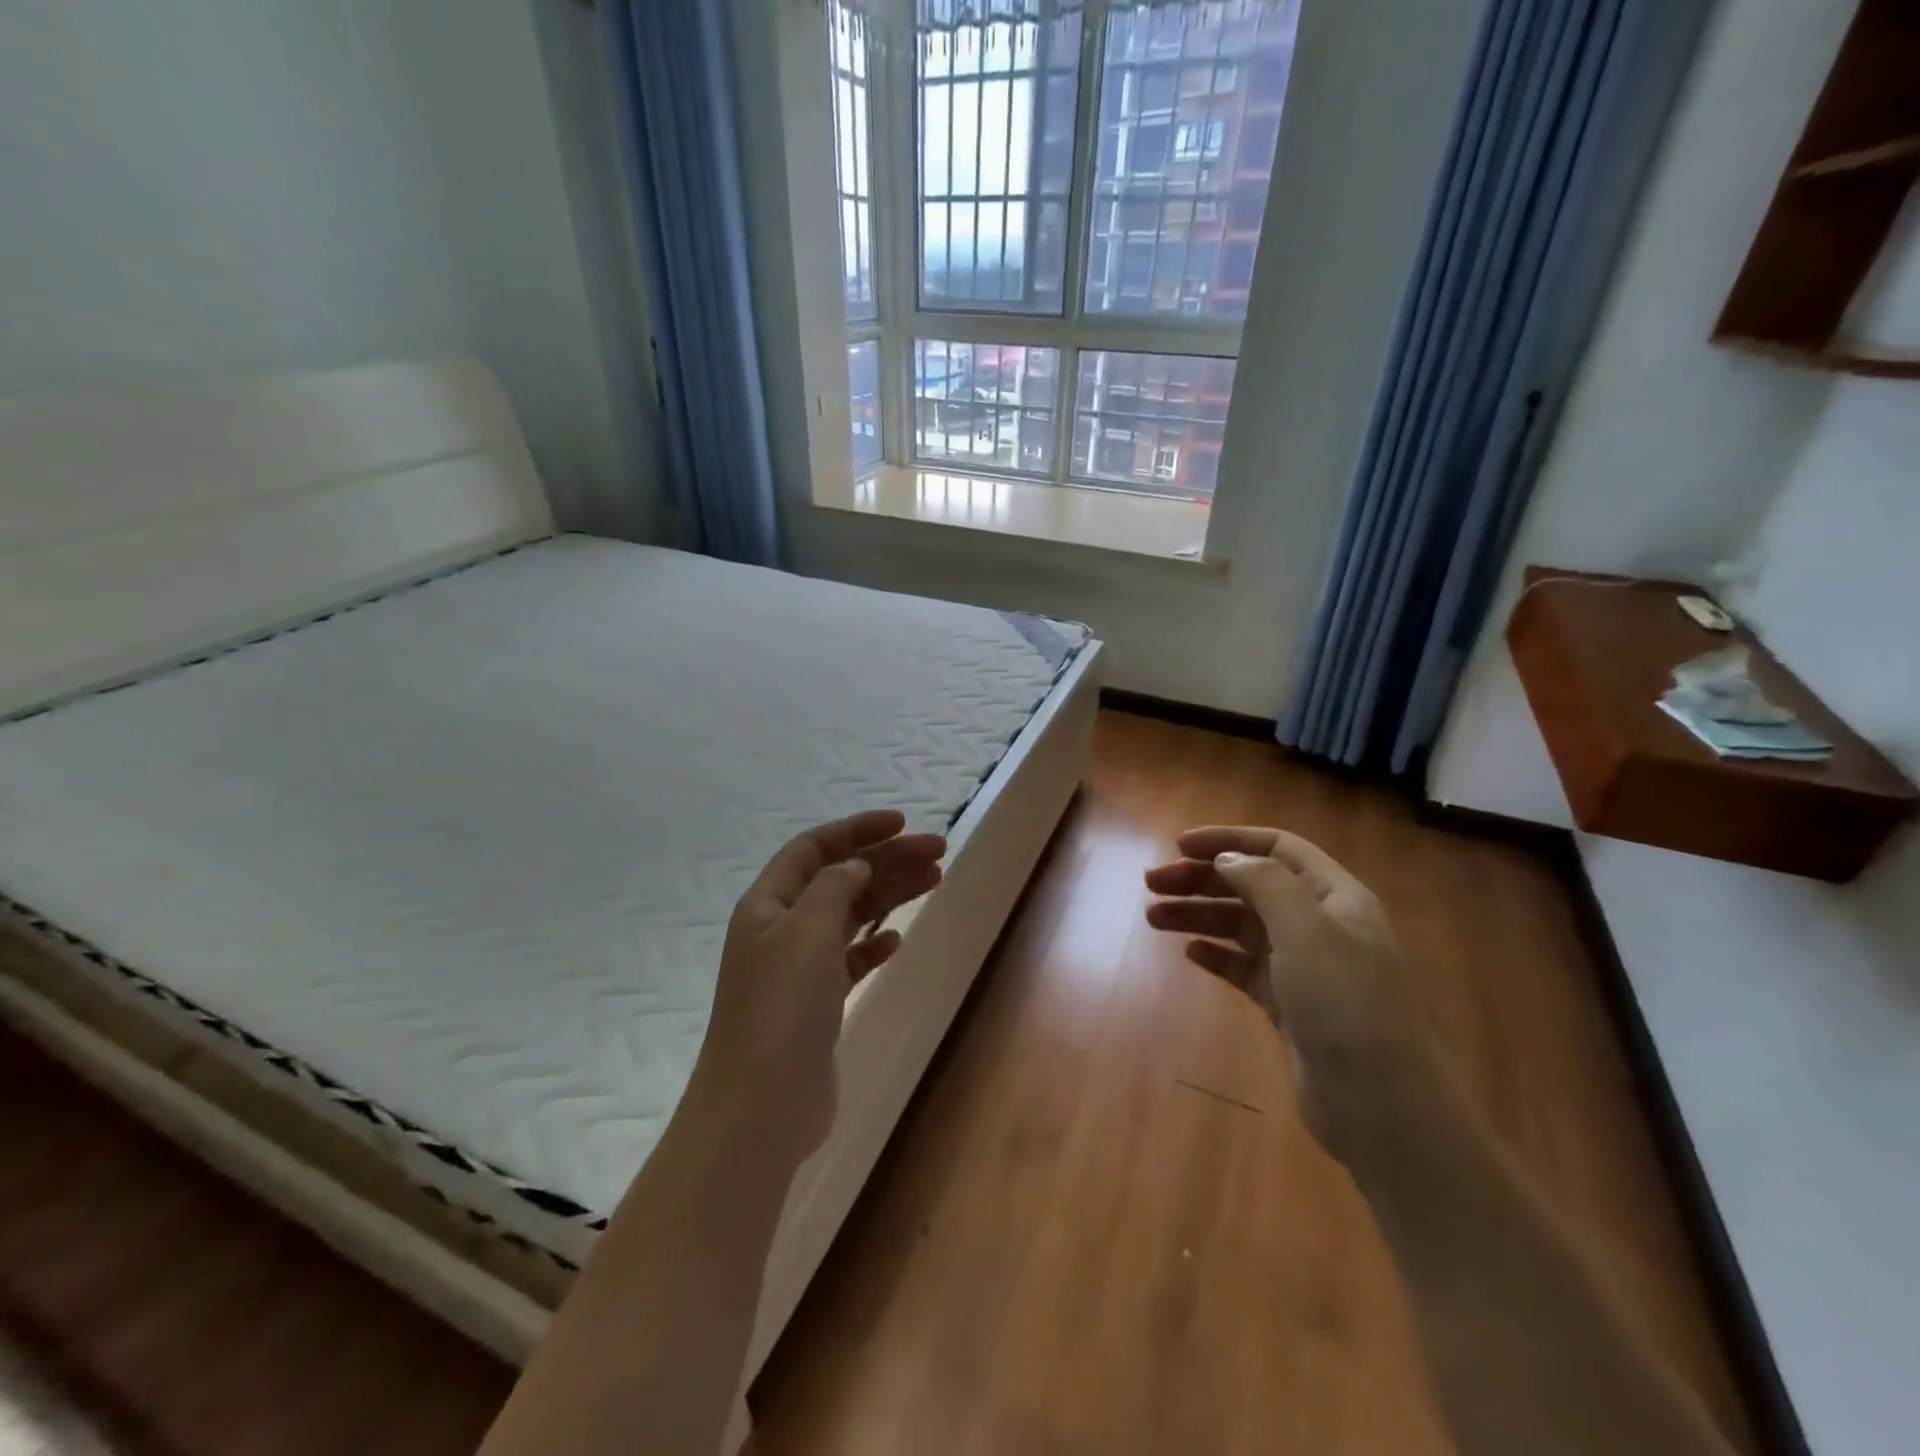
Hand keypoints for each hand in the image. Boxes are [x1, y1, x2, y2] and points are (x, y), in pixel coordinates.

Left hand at [689, 810, 944, 1161]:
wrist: (761, 1105)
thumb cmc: (782, 1007)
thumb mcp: (807, 930)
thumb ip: (834, 887)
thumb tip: (854, 865)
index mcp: (768, 903)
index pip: (814, 848)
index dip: (857, 830)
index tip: (902, 823)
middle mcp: (781, 928)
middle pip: (839, 878)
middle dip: (887, 860)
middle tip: (938, 852)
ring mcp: (798, 967)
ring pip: (850, 916)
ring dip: (889, 895)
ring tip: (934, 880)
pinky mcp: (816, 1003)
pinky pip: (850, 959)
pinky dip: (874, 943)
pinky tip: (897, 939)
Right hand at [1144, 827, 1422, 1149]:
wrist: (1382, 1106)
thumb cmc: (1345, 1003)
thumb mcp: (1307, 929)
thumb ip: (1265, 883)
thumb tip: (1228, 859)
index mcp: (1334, 897)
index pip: (1277, 847)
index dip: (1229, 840)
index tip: (1179, 845)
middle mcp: (1320, 924)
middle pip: (1252, 885)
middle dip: (1202, 879)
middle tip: (1151, 884)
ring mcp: (1305, 967)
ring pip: (1242, 926)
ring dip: (1199, 915)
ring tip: (1154, 918)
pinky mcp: (1289, 1005)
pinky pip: (1245, 967)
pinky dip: (1216, 955)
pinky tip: (1190, 953)